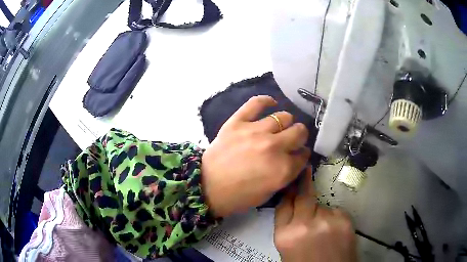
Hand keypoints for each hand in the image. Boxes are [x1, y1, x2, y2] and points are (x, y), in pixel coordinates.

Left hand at [201, 95, 309, 217]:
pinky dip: (266, 101)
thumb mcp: (269, 193)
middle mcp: (274, 147)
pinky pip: (256, 103)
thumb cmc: (239, 196)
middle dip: (299, 137)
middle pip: (299, 131)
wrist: (207, 187)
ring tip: (278, 128)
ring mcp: (255, 131)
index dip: (302, 155)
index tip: (298, 155)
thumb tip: (295, 159)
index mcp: (283, 169)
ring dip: (285, 123)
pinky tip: (271, 104)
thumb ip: (286, 174)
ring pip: (284, 116)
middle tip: (291, 141)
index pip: (304, 155)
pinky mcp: (238, 122)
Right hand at [274, 167, 356, 261]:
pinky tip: (334, 231)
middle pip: (302, 196)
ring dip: (320, 211)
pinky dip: (333, 218)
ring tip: (323, 227)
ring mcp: (328, 220)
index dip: (287, 192)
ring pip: (322, 206)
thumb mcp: (288, 249)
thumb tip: (293, 206)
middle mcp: (305, 225)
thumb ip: (289, 227)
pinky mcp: (345, 220)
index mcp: (286, 236)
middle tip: (306, 170)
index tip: (291, 181)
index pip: (283, 205)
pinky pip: (335, 212)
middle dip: (304, 183)